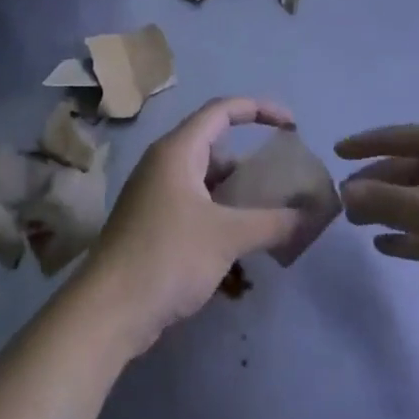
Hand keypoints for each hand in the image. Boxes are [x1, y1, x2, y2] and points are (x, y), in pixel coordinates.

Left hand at [76, 98, 302, 354]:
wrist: (109, 309)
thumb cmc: (167, 257)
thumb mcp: (227, 236)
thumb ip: (272, 222)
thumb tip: (309, 215)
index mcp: (177, 151)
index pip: (222, 110)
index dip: (259, 109)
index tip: (291, 124)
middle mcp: (163, 164)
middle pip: (214, 144)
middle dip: (251, 158)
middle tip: (283, 177)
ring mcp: (155, 194)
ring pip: (205, 178)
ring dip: (237, 189)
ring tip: (271, 210)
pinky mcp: (153, 222)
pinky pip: (195, 202)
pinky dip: (221, 211)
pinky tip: (242, 237)